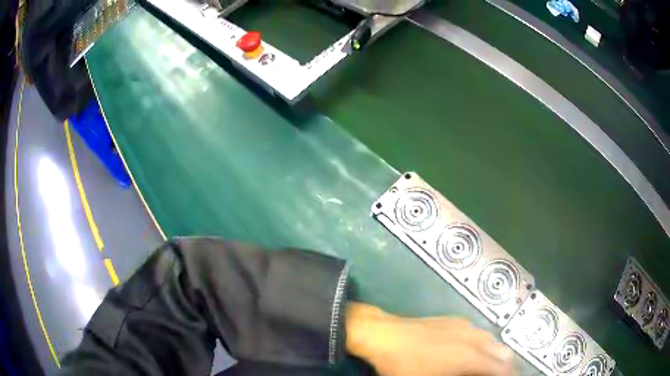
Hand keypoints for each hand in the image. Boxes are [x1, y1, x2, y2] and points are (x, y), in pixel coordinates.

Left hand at [346, 303, 515, 375]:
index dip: (510, 375)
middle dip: (505, 367)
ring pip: (492, 340)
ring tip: (487, 368)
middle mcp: (475, 338)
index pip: (502, 368)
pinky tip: (471, 352)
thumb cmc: (404, 366)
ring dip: (495, 355)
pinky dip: (483, 344)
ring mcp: (465, 326)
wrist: (385, 335)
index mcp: (471, 357)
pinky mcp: (454, 320)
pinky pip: (479, 332)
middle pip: (503, 352)